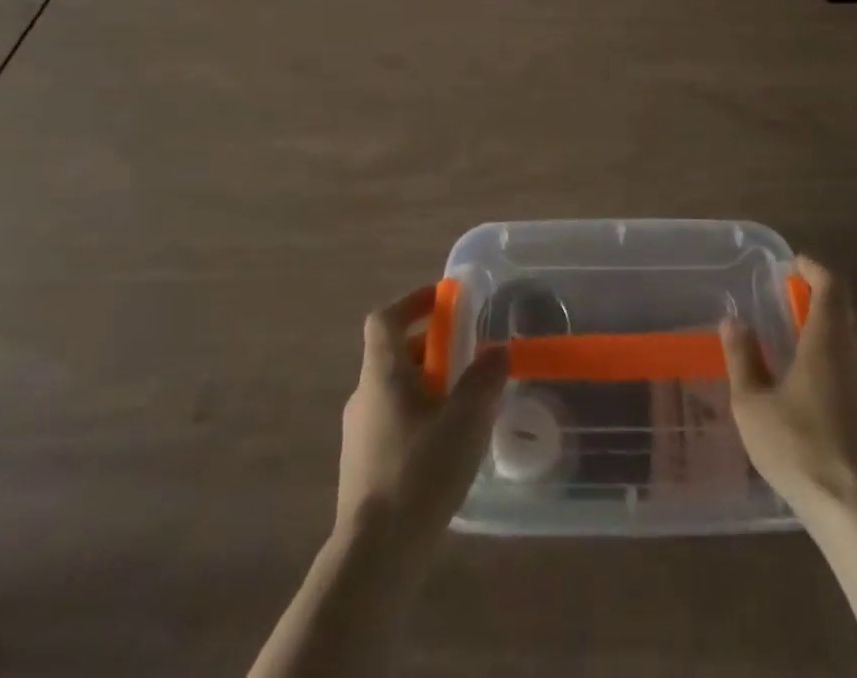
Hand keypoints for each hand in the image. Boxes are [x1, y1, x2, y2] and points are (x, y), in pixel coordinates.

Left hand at [337, 285, 508, 556]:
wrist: (374, 556)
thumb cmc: (420, 472)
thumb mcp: (466, 420)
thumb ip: (484, 379)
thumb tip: (497, 351)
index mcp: (382, 374)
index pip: (385, 319)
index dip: (412, 301)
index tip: (443, 300)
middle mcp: (364, 396)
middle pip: (393, 353)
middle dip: (431, 345)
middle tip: (467, 351)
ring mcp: (359, 434)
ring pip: (395, 390)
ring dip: (427, 382)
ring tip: (465, 399)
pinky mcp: (363, 467)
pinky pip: (393, 421)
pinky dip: (419, 414)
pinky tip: (446, 443)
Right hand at [720, 255, 856, 524]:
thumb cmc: (800, 450)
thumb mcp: (753, 405)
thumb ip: (742, 357)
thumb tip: (734, 320)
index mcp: (830, 338)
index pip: (832, 283)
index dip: (815, 268)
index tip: (795, 266)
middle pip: (851, 309)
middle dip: (826, 299)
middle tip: (797, 306)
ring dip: (841, 332)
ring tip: (813, 348)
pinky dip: (854, 365)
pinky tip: (835, 393)